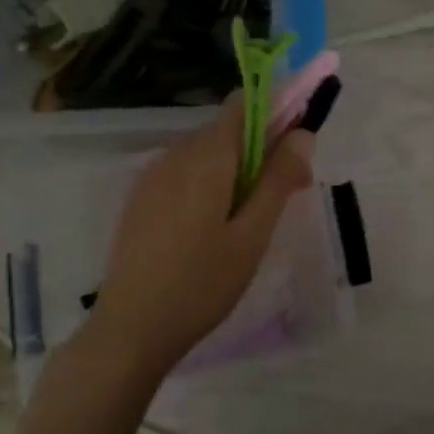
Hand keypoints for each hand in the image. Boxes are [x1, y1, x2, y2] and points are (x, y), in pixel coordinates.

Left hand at [89, 97, 314, 372]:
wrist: (130, 329)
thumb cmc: (202, 282)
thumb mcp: (253, 234)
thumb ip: (279, 179)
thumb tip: (303, 133)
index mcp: (206, 156)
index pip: (244, 104)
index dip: (277, 111)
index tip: (299, 145)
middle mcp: (175, 153)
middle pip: (228, 130)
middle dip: (263, 149)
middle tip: (288, 196)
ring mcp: (153, 175)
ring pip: (207, 154)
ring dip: (238, 170)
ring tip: (252, 221)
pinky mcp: (142, 198)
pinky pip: (186, 173)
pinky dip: (211, 184)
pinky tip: (215, 230)